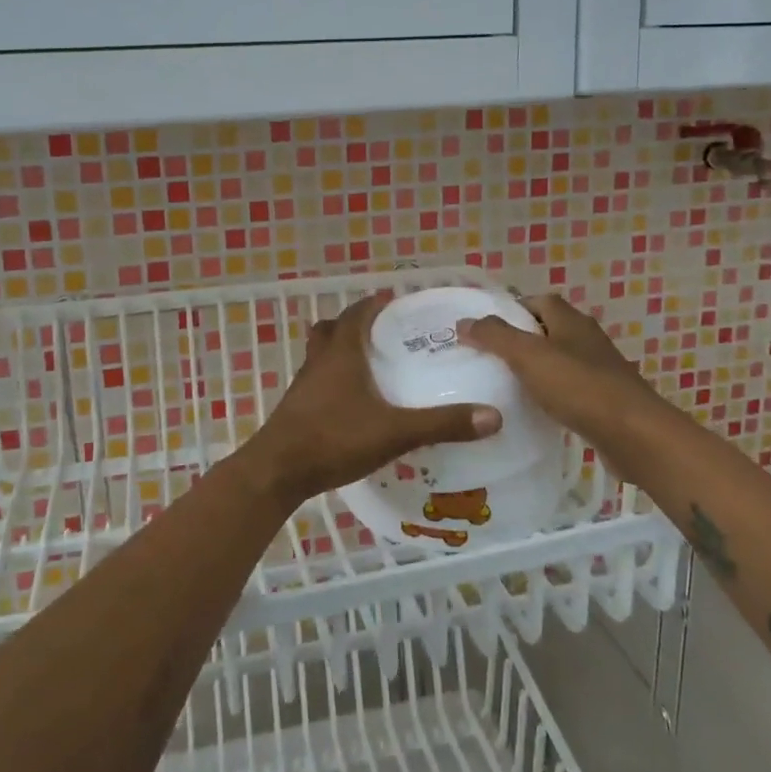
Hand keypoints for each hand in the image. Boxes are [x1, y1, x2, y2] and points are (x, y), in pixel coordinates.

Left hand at [240, 292, 501, 510]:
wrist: (277, 471)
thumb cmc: (334, 438)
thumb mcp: (395, 432)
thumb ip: (442, 424)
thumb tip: (493, 417)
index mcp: (341, 354)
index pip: (356, 314)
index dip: (373, 304)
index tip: (393, 299)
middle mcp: (319, 362)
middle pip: (331, 329)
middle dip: (353, 324)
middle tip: (381, 331)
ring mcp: (303, 386)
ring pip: (320, 355)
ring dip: (340, 351)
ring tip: (368, 364)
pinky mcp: (296, 409)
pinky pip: (316, 381)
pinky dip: (333, 380)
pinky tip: (351, 403)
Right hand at [459, 294, 662, 457]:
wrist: (634, 435)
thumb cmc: (579, 387)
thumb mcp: (528, 356)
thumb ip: (494, 336)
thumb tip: (464, 322)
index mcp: (571, 321)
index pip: (538, 301)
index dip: (511, 309)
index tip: (485, 328)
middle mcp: (587, 339)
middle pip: (548, 330)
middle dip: (520, 340)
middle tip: (487, 357)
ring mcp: (599, 370)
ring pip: (559, 361)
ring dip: (535, 369)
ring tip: (503, 384)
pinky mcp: (604, 400)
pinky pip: (570, 389)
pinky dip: (550, 395)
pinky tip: (534, 410)